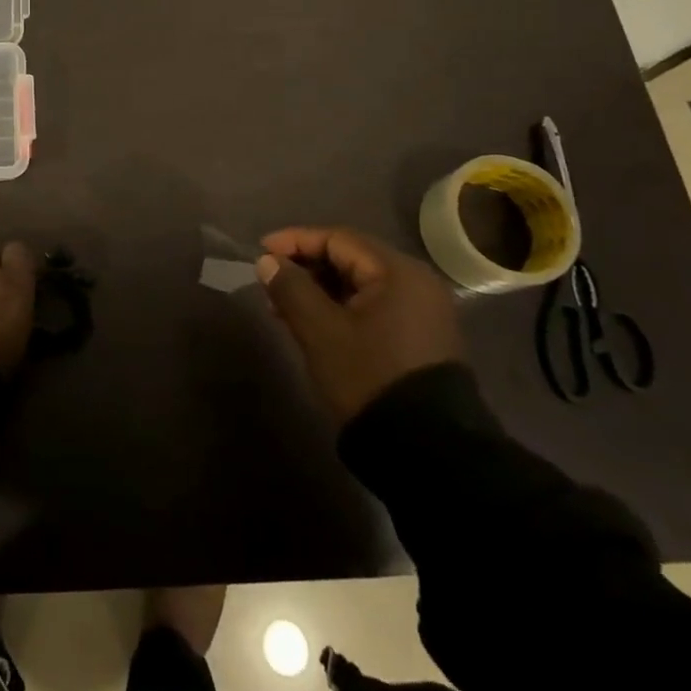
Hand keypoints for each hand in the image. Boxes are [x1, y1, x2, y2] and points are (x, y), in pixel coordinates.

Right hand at [257, 226, 462, 423]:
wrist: (428, 452)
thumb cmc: (369, 377)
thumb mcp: (320, 331)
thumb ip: (291, 289)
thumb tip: (268, 261)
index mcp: (397, 272)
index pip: (338, 239)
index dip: (295, 241)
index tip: (261, 251)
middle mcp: (416, 282)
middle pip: (350, 258)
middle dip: (306, 267)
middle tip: (270, 282)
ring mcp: (422, 311)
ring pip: (360, 284)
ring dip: (320, 289)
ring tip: (284, 306)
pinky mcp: (421, 337)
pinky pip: (374, 306)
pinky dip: (341, 307)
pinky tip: (315, 323)